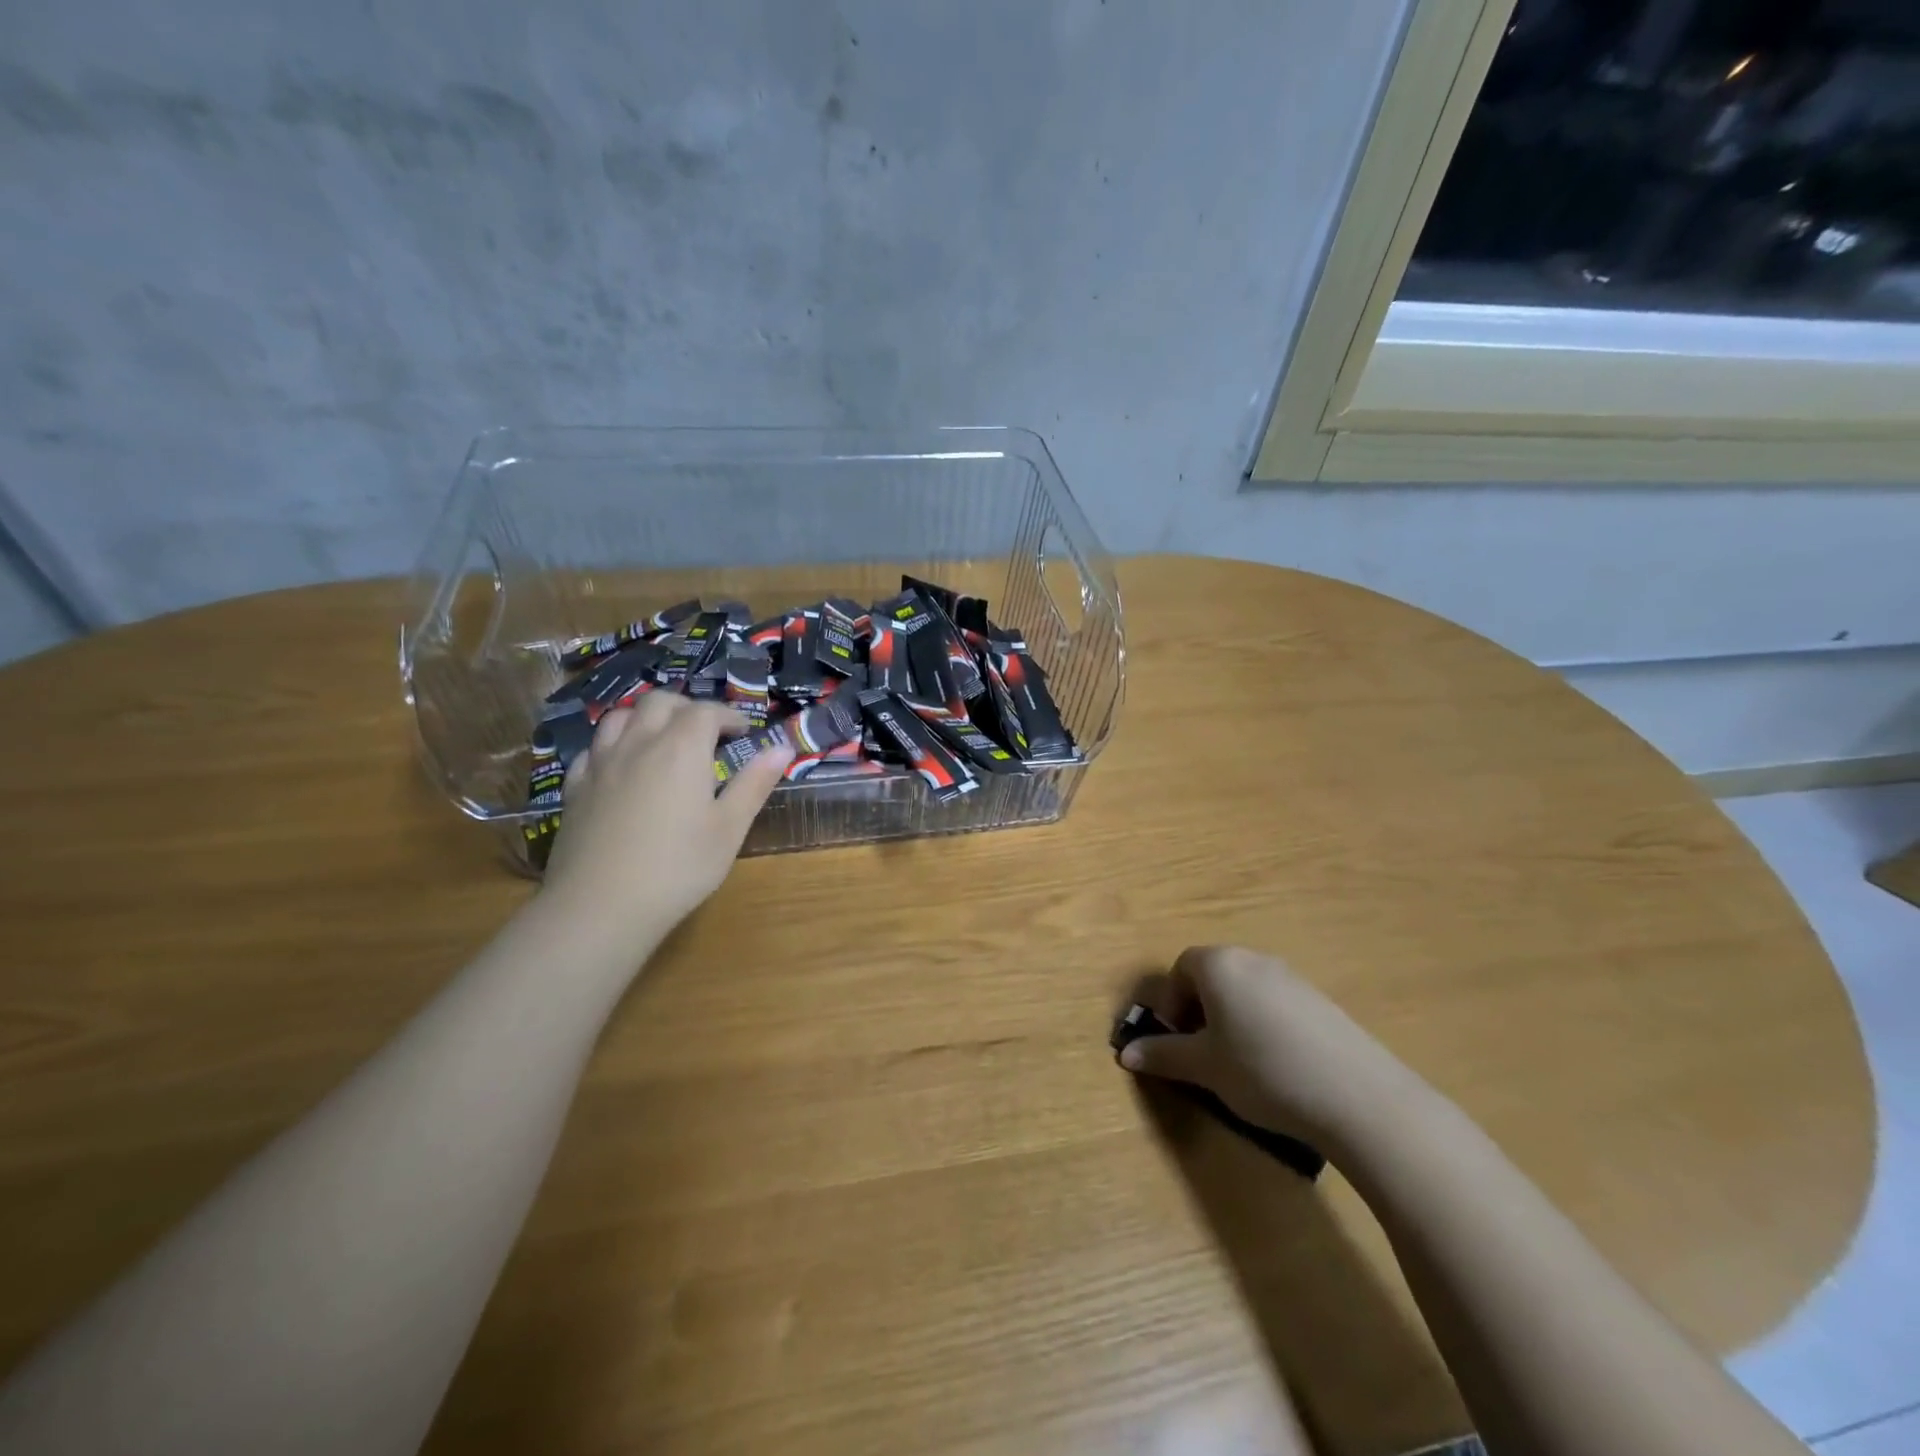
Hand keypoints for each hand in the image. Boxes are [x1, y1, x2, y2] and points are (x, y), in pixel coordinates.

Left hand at [540, 693, 791, 952]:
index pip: (706, 711)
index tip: (744, 732)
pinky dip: (615, 745)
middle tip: (706, 733)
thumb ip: (754, 783)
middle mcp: (639, 743)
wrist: (600, 906)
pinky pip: (594, 748)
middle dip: (688, 708)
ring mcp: (601, 763)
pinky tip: (623, 767)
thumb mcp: (729, 828)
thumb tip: (782, 747)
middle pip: (660, 702)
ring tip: (663, 740)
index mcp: (682, 749)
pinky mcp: (575, 787)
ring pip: (620, 716)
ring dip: (647, 717)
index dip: (728, 715)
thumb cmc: (678, 867)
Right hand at [1122, 946, 1420, 1149]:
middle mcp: (1253, 959)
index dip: (1171, 1003)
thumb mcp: (1205, 1067)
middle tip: (1203, 1052)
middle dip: (1200, 1009)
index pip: (1180, 968)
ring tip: (1240, 1062)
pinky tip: (1278, 1065)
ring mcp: (1291, 977)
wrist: (1357, 1095)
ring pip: (1246, 989)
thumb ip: (1164, 1055)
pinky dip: (1264, 1024)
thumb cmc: (1262, 1070)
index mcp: (1219, 964)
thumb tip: (1126, 1054)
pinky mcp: (1321, 1001)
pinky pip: (1276, 1003)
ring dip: (1232, 1017)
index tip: (1177, 1040)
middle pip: (1213, 975)